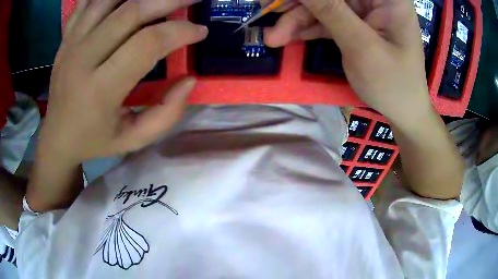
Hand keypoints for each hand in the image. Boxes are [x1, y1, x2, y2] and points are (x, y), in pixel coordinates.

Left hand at [41, 0, 207, 163]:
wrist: (57, 137)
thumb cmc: (95, 141)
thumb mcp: (133, 140)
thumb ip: (166, 114)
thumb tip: (189, 79)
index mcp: (100, 90)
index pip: (147, 44)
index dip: (180, 32)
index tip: (200, 32)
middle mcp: (82, 59)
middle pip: (131, 12)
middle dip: (169, 0)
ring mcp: (71, 44)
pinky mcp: (66, 38)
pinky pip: (86, 2)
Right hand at [262, 0, 430, 122]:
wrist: (403, 113)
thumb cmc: (392, 84)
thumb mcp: (361, 46)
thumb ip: (329, 10)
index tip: (279, 0)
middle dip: (298, 4)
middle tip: (265, 9)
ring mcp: (365, 12)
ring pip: (324, 6)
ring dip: (296, 20)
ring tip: (272, 37)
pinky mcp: (355, 25)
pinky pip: (326, 21)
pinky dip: (306, 29)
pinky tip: (286, 38)